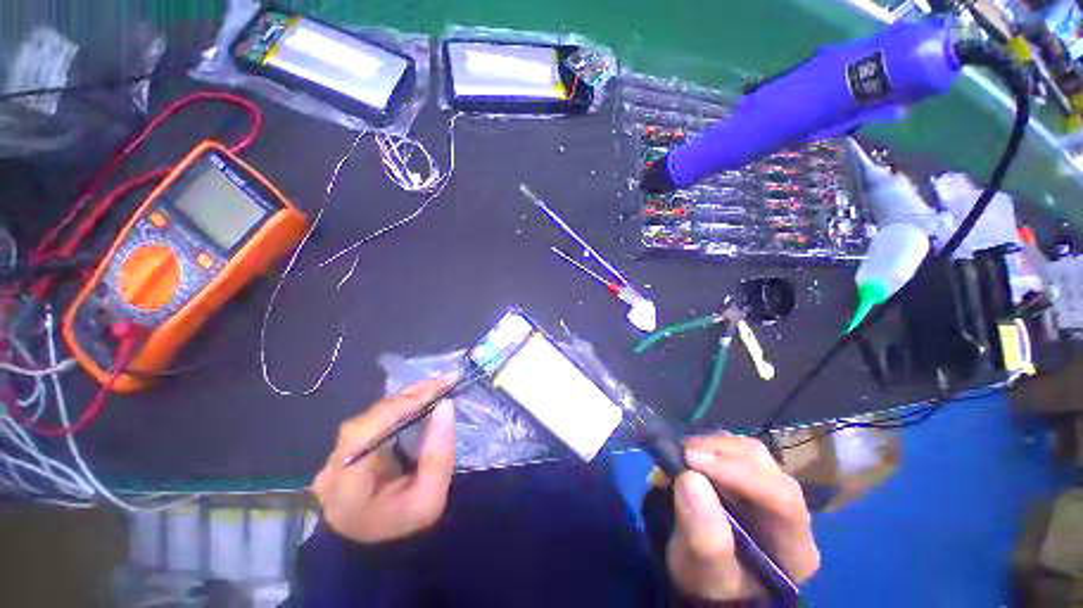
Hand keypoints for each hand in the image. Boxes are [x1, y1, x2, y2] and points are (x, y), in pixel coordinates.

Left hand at [312, 379, 456, 543]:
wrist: (381, 550)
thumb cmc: (405, 527)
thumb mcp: (431, 498)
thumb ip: (439, 454)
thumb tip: (445, 405)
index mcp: (346, 486)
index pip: (369, 430)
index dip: (404, 404)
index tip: (440, 388)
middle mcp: (333, 465)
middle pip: (370, 418)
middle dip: (409, 397)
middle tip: (443, 383)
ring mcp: (336, 457)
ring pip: (372, 415)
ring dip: (405, 399)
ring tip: (435, 387)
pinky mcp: (347, 451)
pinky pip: (375, 421)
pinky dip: (399, 408)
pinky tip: (419, 399)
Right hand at [667, 435, 819, 600]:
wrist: (707, 580)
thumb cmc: (710, 584)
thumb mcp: (703, 572)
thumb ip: (703, 536)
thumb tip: (690, 478)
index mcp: (793, 546)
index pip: (781, 498)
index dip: (737, 473)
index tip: (691, 461)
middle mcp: (790, 512)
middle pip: (765, 466)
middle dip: (719, 453)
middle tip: (680, 455)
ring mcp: (770, 490)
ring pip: (749, 451)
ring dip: (711, 447)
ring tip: (681, 456)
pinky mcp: (750, 477)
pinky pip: (734, 449)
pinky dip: (708, 446)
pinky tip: (689, 455)